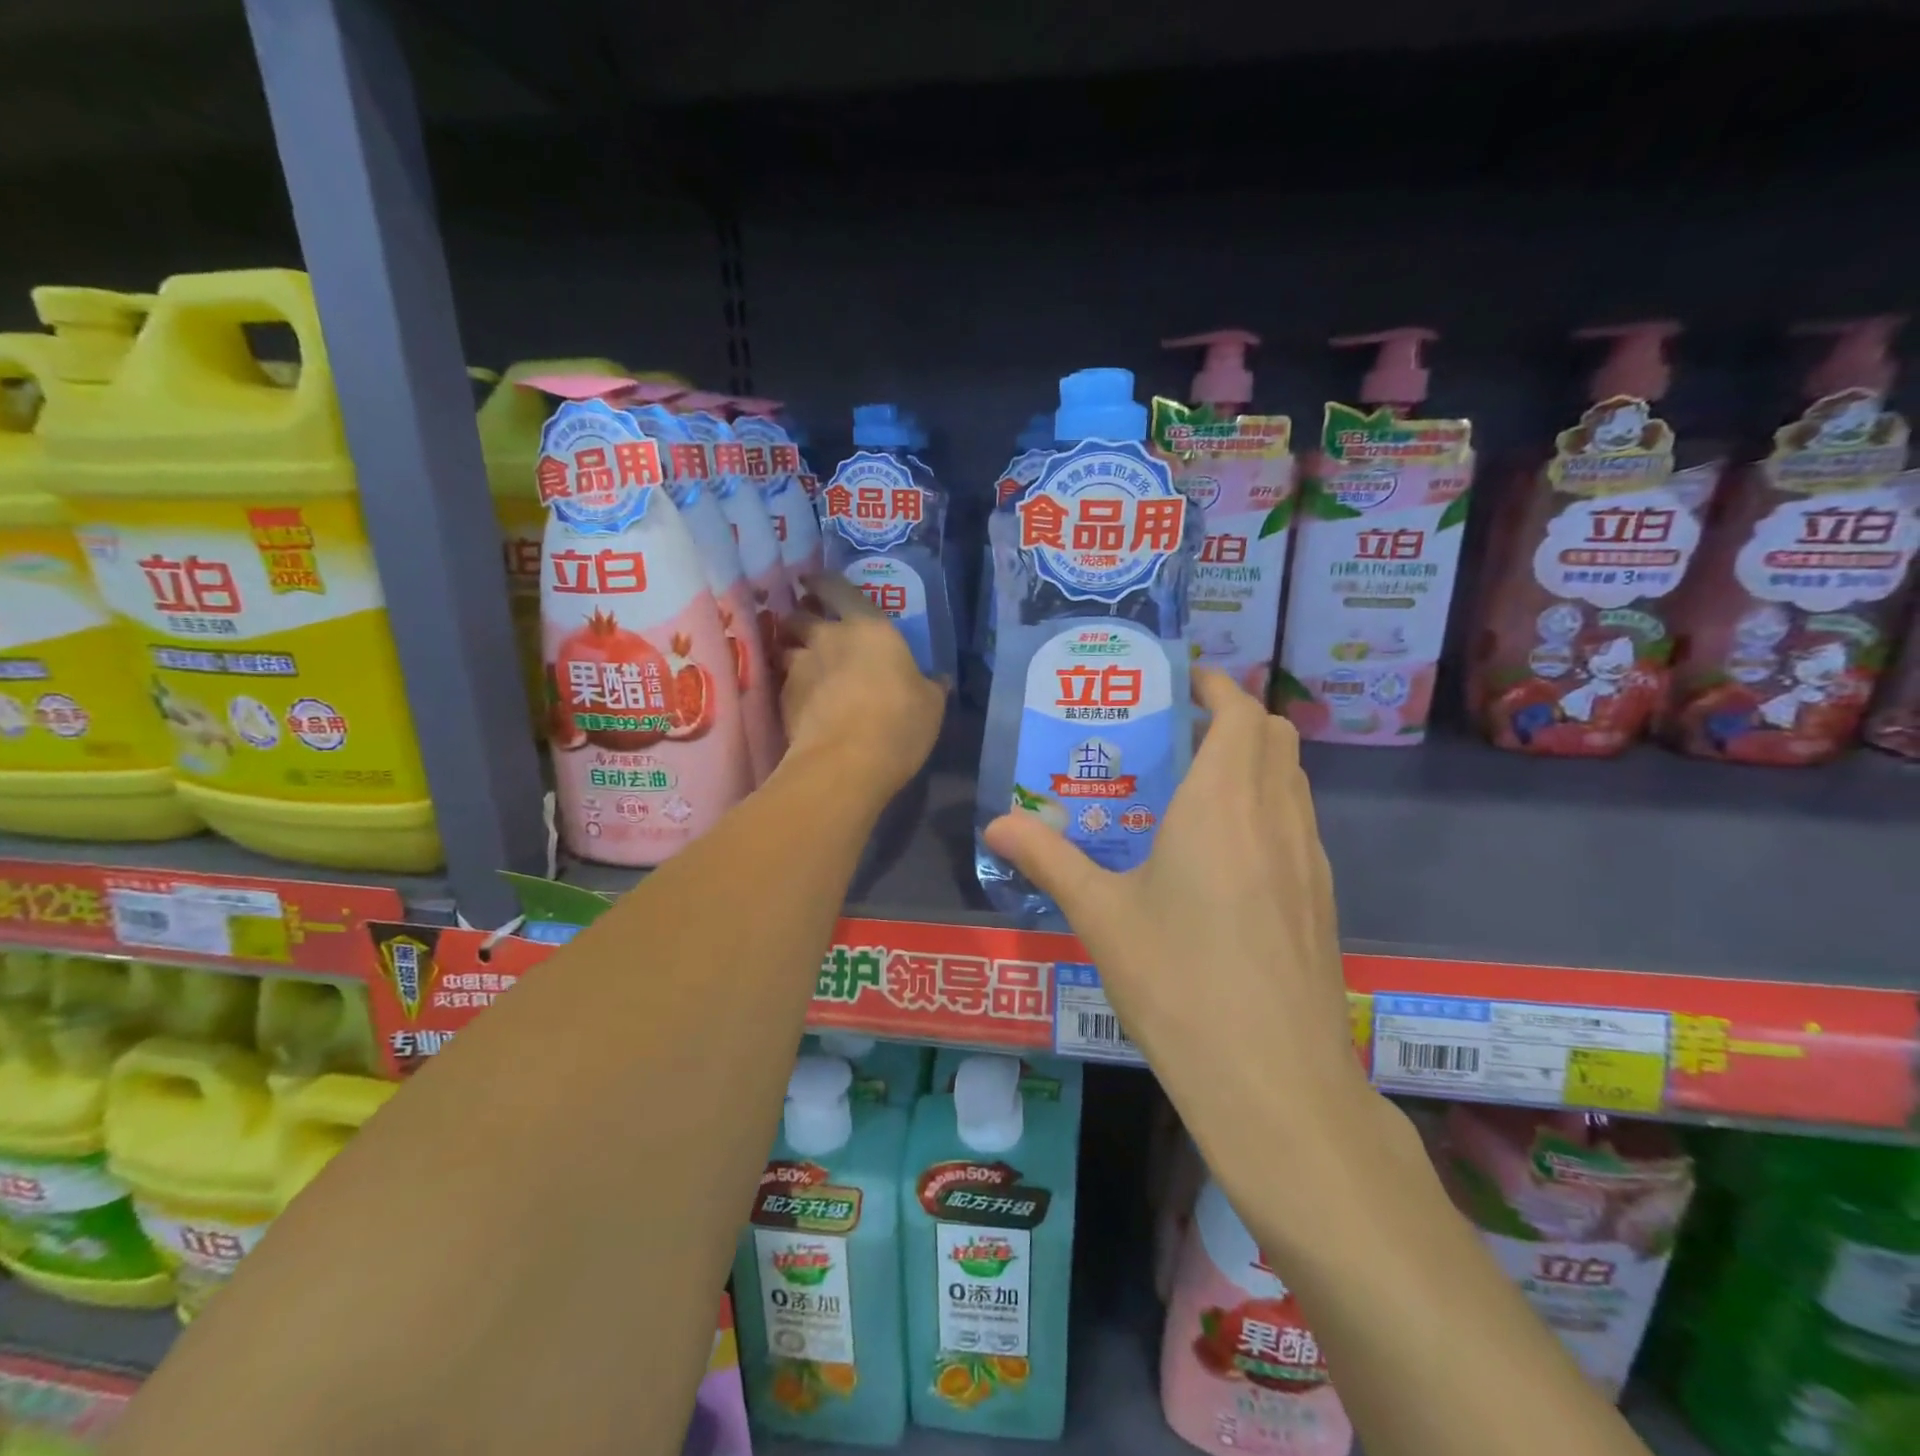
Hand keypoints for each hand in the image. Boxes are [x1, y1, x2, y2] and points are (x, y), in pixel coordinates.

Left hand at [779, 573, 945, 806]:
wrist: (846, 761)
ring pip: (785, 645)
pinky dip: (790, 683)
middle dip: (803, 615)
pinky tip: (800, 697)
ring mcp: (801, 666)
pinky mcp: (783, 697)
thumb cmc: (899, 722)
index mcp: (870, 628)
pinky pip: (783, 680)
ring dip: (791, 648)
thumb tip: (939, 679)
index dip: (824, 582)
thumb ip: (930, 686)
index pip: (839, 589)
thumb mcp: (930, 704)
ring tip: (800, 660)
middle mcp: (829, 638)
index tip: (812, 580)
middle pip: (802, 615)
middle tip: (808, 623)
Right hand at [982, 669, 1386, 1216]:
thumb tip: (996, 825)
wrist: (1275, 1082)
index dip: (1214, 685)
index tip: (1178, 682)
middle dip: (1233, 717)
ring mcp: (1310, 858)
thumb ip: (1049, 859)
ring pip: (1291, 779)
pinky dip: (1267, 806)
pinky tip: (1223, 856)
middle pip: (1275, 735)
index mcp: (1223, 803)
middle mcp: (1276, 816)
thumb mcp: (1102, 916)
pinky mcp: (1322, 898)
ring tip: (1194, 788)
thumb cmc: (1180, 983)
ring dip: (1253, 762)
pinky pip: (1298, 823)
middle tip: (1177, 734)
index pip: (1238, 711)